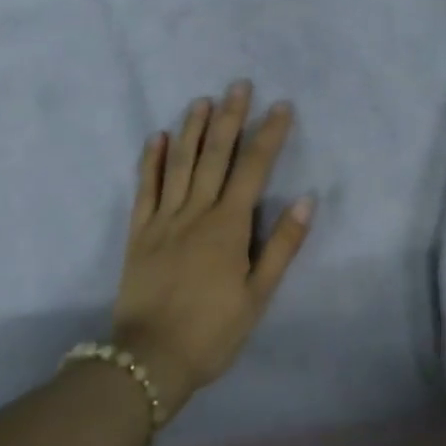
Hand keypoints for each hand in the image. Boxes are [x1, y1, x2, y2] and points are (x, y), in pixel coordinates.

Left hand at [113, 82, 312, 419]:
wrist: (149, 361)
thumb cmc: (213, 331)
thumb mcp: (258, 295)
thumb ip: (282, 245)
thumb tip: (307, 199)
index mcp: (228, 226)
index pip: (253, 168)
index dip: (269, 135)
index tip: (281, 106)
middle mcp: (196, 211)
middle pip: (215, 155)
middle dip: (230, 117)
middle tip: (239, 85)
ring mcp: (163, 219)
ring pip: (179, 163)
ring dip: (192, 128)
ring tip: (202, 99)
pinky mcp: (138, 232)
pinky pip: (144, 188)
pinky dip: (151, 160)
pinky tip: (158, 136)